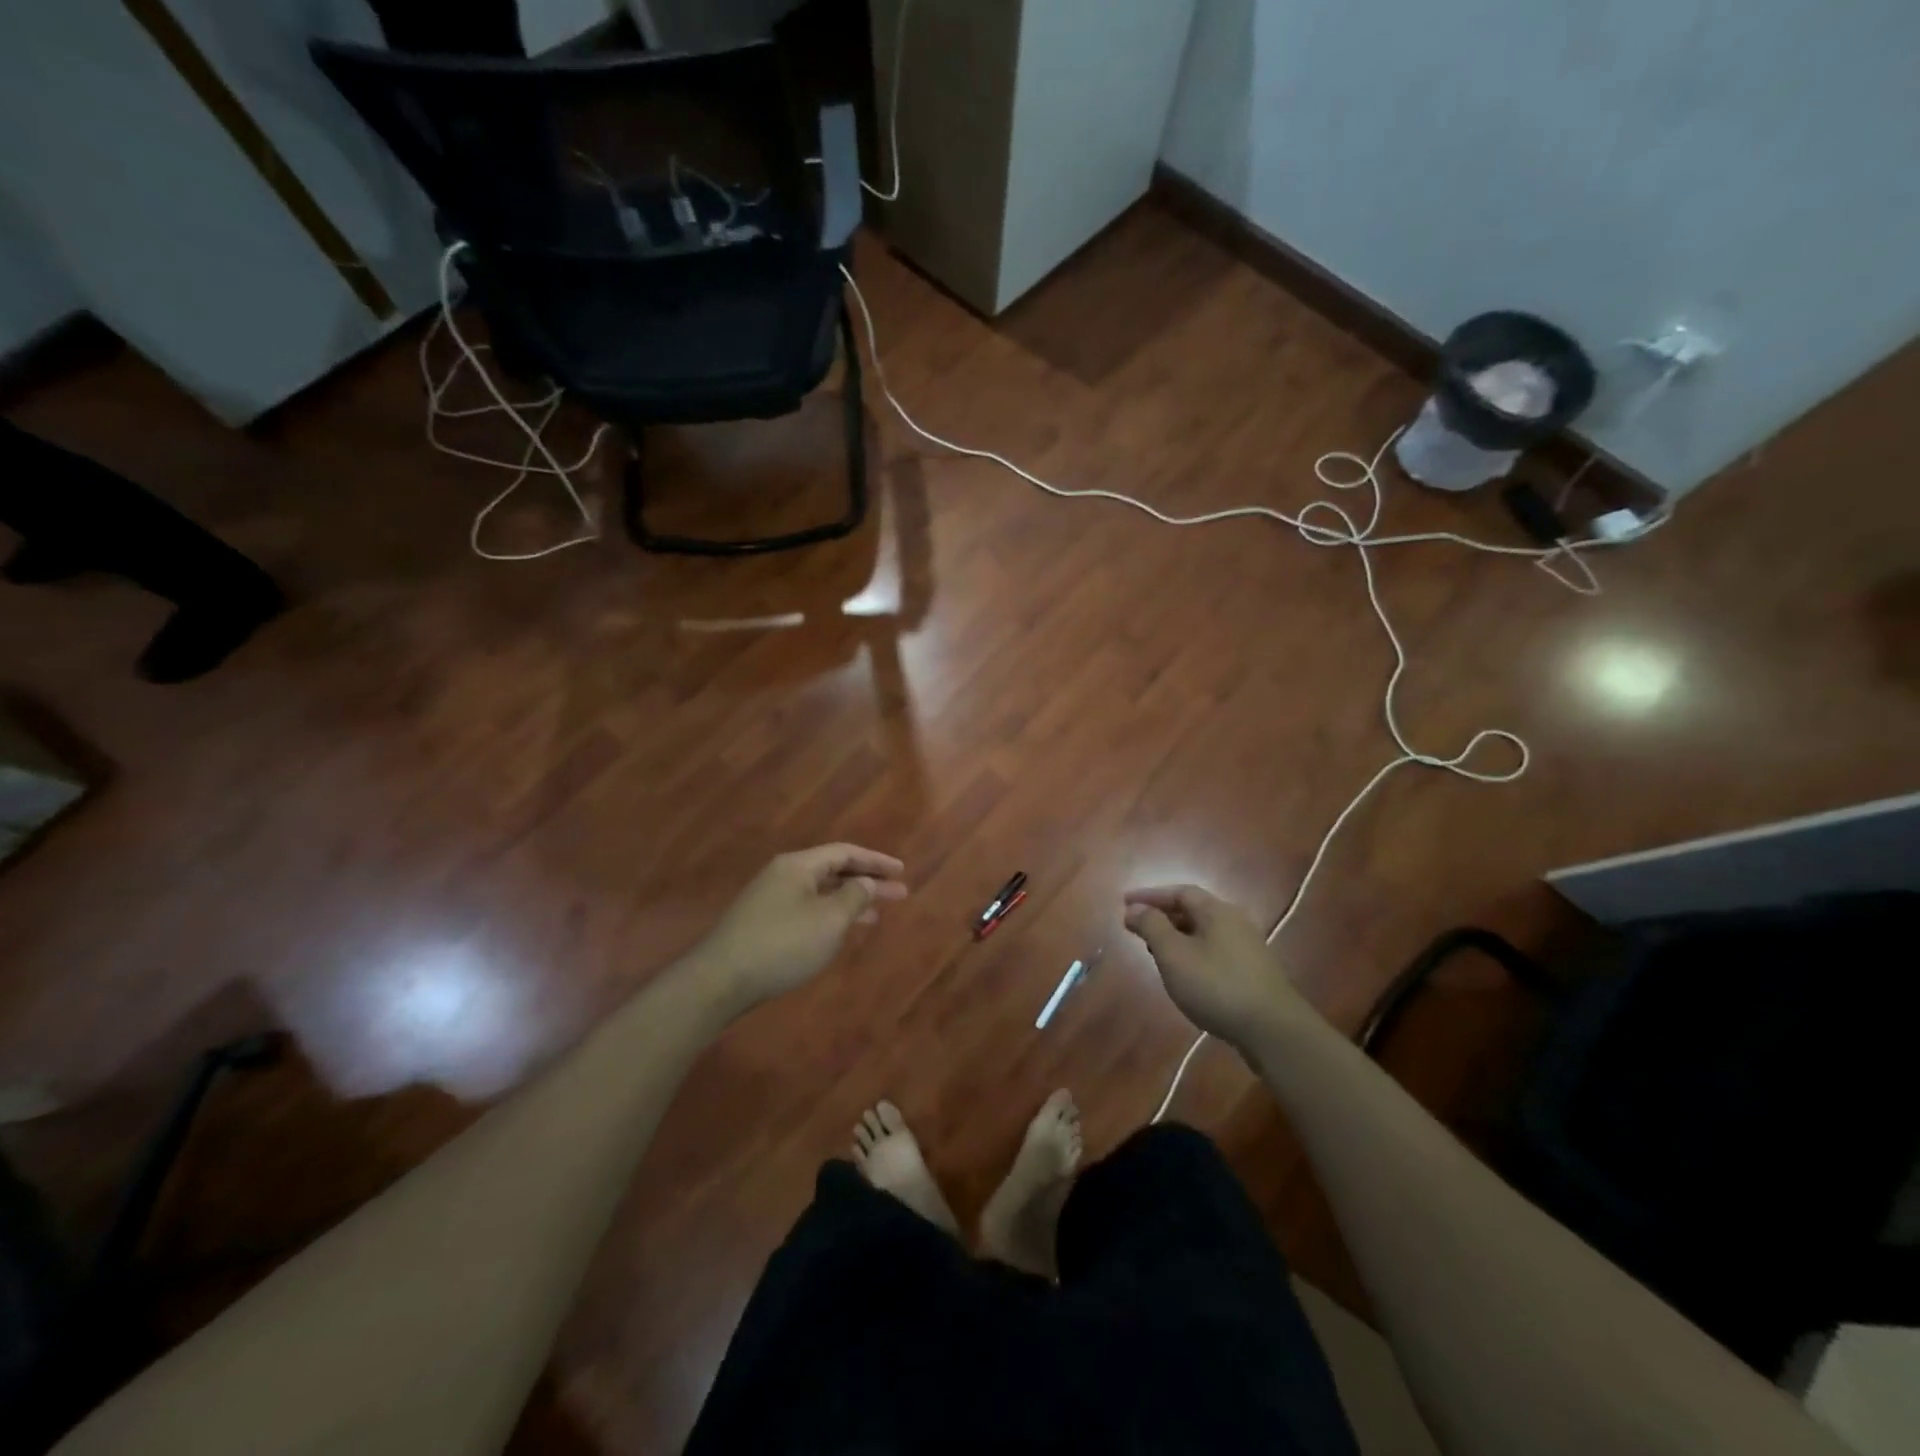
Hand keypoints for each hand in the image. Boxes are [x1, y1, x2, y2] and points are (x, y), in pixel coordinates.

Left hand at [693, 844, 907, 1010]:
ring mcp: (770, 900)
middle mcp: (784, 875)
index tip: (901, 871)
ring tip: (878, 915)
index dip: (876, 860)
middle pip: (833, 871)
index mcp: (798, 866)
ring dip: (850, 901)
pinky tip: (841, 932)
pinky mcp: (763, 924)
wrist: (721, 980)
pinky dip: (831, 916)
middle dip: (867, 882)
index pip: (844, 852)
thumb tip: (865, 882)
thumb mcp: (829, 920)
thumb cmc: (782, 944)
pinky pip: (808, 910)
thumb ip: (854, 897)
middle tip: (900, 895)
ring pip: (821, 893)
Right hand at [1123, 885, 1310, 1050]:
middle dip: (1163, 916)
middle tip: (1137, 928)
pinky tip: (1185, 974)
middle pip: (1194, 910)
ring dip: (1177, 936)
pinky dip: (1193, 953)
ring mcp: (1248, 948)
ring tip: (1155, 952)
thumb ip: (1152, 927)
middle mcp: (1235, 922)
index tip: (1125, 903)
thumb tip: (1134, 908)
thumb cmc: (1216, 986)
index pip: (1180, 892)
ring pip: (1204, 932)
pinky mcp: (1253, 972)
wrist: (1273, 1031)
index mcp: (1217, 911)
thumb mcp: (1174, 954)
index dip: (1151, 895)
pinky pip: (1215, 951)